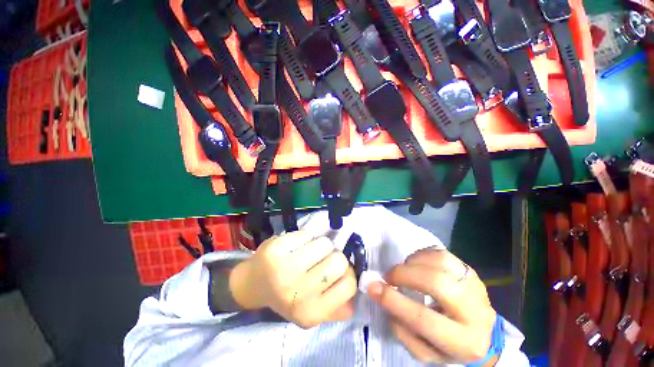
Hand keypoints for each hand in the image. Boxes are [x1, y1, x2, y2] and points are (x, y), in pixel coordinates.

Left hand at [230, 231, 356, 328]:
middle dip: (334, 256)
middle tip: (322, 259)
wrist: (253, 283)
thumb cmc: (287, 294)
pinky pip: (307, 234)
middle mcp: (298, 294)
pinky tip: (296, 246)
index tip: (336, 271)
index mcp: (311, 313)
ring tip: (309, 252)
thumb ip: (335, 309)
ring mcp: (285, 269)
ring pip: (325, 243)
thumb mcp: (312, 308)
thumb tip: (354, 302)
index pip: (349, 284)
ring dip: (320, 244)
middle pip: (339, 261)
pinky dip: (306, 237)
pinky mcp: (276, 249)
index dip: (347, 273)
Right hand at [368, 248, 497, 365]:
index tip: (372, 287)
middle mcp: (475, 310)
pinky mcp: (469, 269)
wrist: (484, 334)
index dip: (393, 300)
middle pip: (436, 282)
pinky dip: (421, 254)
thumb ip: (402, 329)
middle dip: (405, 275)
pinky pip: (441, 252)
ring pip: (440, 261)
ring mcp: (474, 284)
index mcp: (464, 342)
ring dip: (413, 262)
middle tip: (389, 276)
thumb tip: (383, 295)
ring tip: (405, 271)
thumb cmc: (450, 346)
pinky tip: (416, 264)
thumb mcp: (425, 352)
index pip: (423, 318)